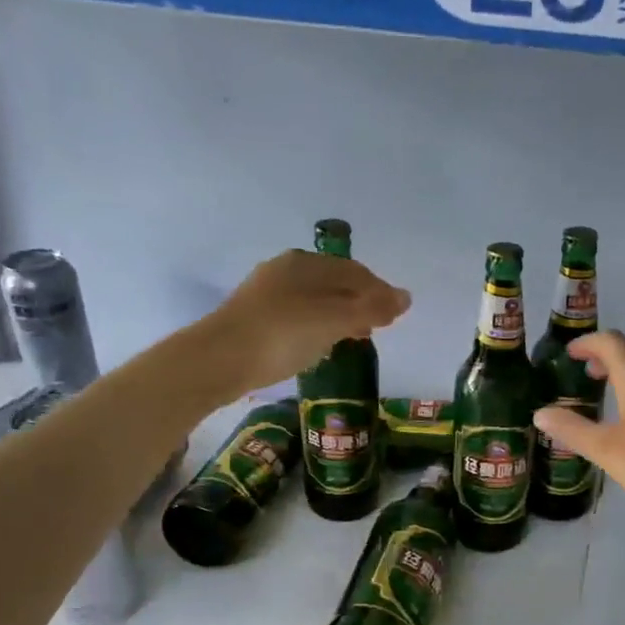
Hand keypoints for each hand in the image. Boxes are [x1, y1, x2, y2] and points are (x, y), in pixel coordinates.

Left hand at [203, 250, 409, 390]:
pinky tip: (319, 343)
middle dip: (360, 302)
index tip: (396, 316)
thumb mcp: (334, 320)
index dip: (380, 291)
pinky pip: (297, 314)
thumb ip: (372, 308)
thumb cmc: (282, 335)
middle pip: (335, 283)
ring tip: (353, 337)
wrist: (218, 360)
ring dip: (339, 315)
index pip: (355, 271)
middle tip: (377, 327)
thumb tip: (407, 297)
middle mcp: (285, 269)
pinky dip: (317, 325)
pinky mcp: (254, 317)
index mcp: (306, 263)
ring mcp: (266, 293)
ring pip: (315, 299)